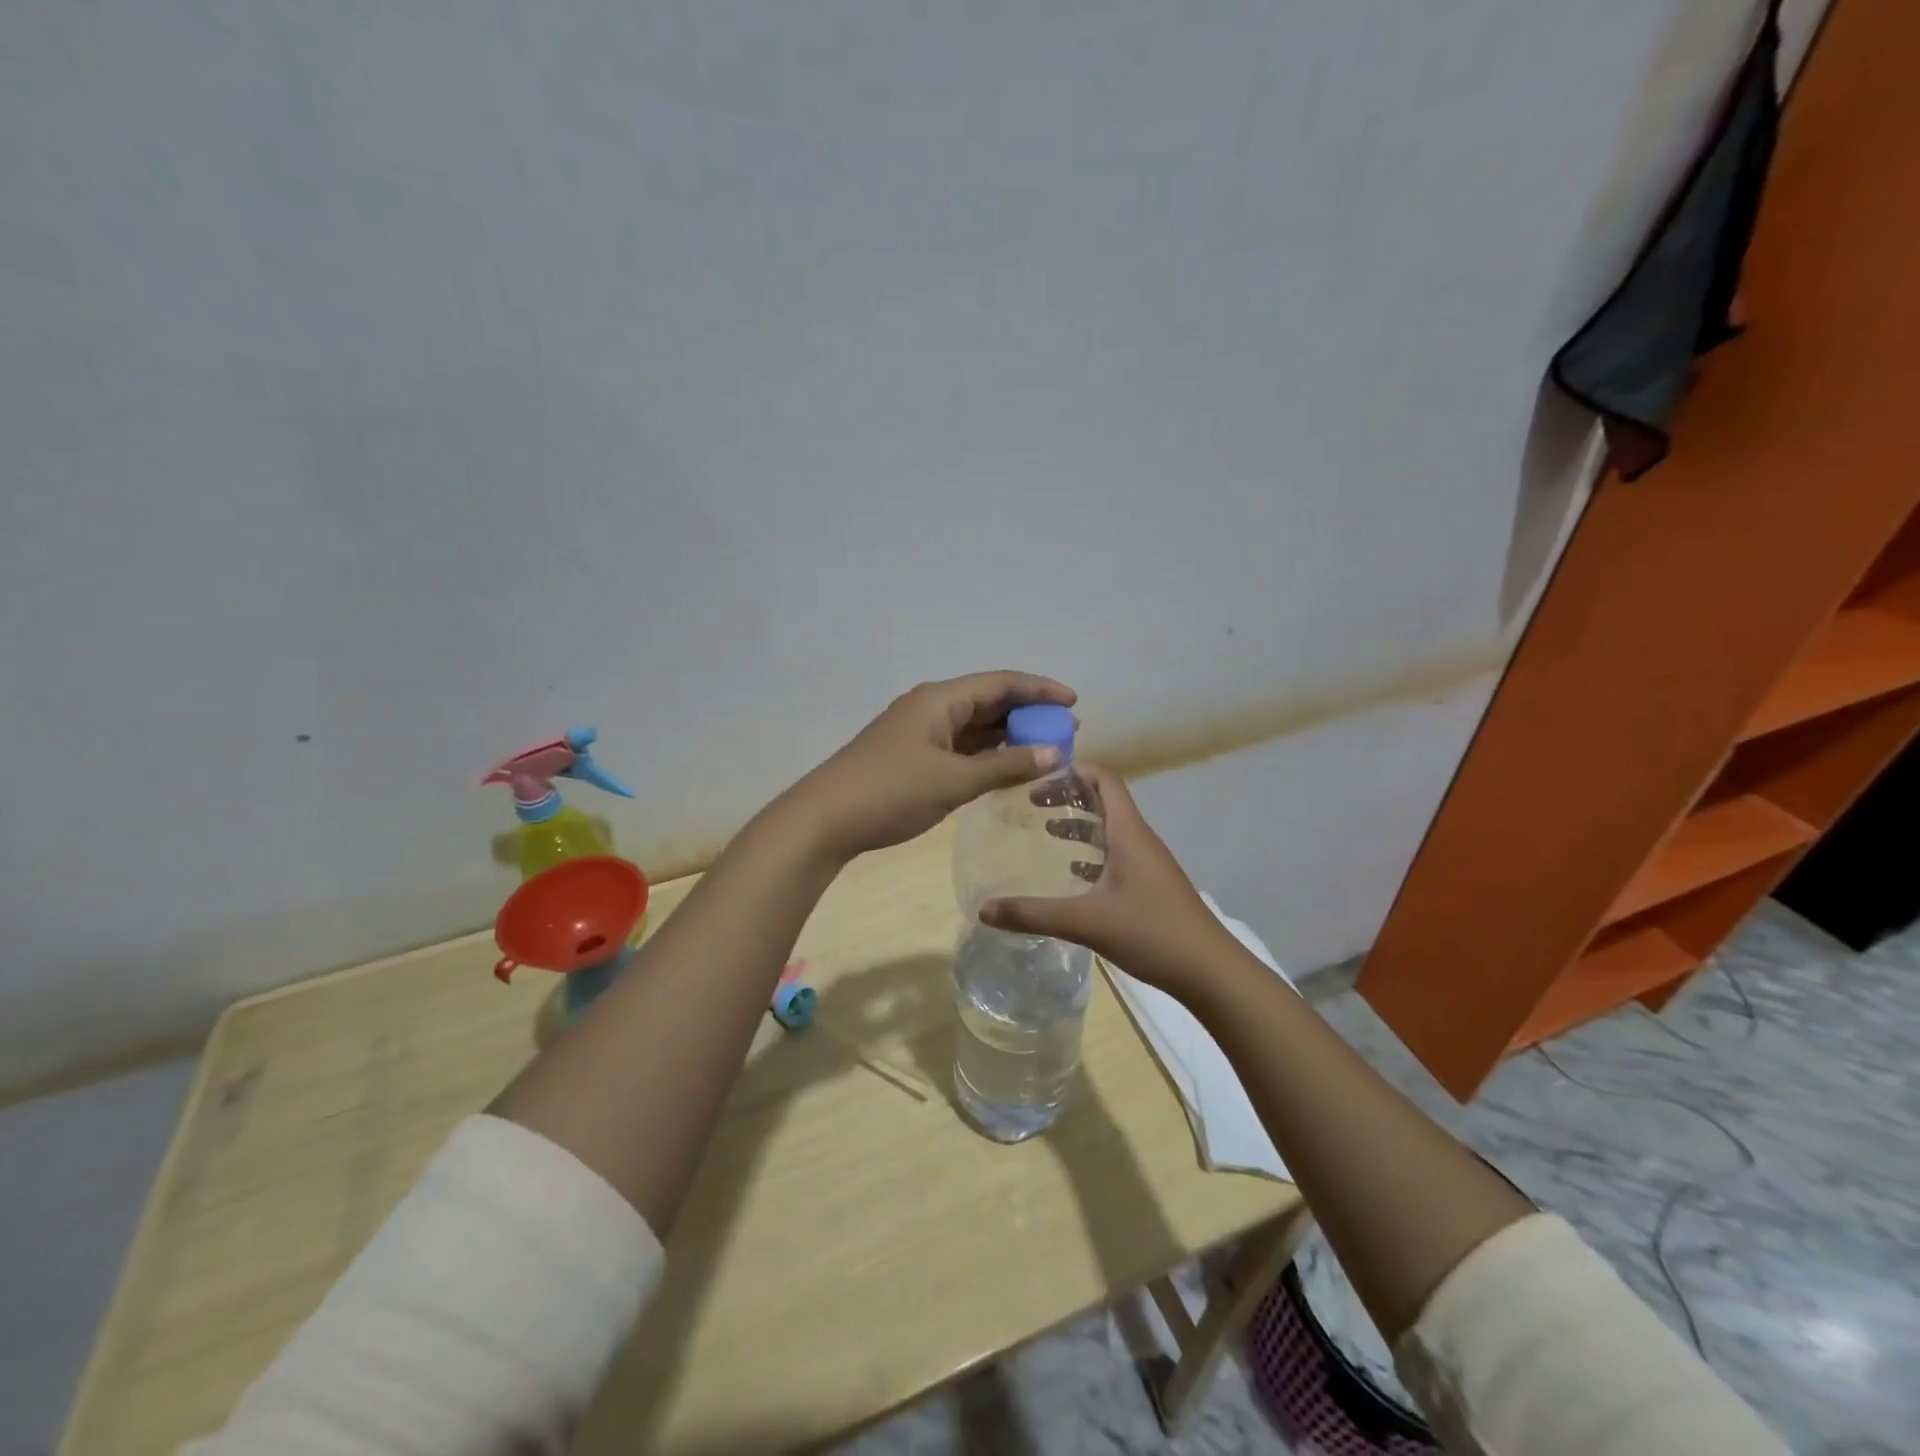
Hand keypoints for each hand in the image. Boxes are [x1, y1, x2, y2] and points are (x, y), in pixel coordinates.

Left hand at [788, 671, 1077, 859]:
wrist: (825, 820)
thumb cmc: (891, 792)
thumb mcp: (953, 780)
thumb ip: (1005, 766)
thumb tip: (1055, 752)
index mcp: (940, 699)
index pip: (1000, 682)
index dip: (1039, 689)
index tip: (1073, 703)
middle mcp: (930, 707)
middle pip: (988, 700)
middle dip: (1028, 713)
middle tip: (1066, 731)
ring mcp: (919, 732)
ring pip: (974, 725)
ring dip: (1008, 735)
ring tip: (1045, 749)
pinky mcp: (912, 756)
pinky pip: (960, 746)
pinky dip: (986, 754)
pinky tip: (1006, 767)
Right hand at [980, 764, 1242, 999]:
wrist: (1211, 971)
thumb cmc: (1152, 933)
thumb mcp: (1087, 922)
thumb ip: (1033, 915)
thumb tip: (983, 910)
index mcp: (1129, 833)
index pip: (1105, 780)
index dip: (1073, 770)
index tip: (1038, 774)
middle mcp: (1139, 840)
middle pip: (1104, 801)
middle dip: (1069, 796)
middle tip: (1032, 802)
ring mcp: (1148, 864)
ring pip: (1110, 830)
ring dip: (1080, 825)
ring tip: (1045, 831)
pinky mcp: (1150, 886)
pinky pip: (1116, 855)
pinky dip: (1092, 853)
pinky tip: (1072, 873)